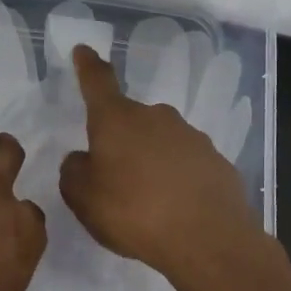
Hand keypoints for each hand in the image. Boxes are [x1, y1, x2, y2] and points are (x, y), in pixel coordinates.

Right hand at [59, 44, 262, 287]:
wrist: (208, 239)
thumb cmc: (133, 211)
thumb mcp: (83, 198)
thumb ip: (74, 171)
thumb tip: (83, 158)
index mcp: (117, 119)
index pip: (98, 81)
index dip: (88, 66)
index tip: (84, 50)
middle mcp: (155, 117)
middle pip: (130, 119)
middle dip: (119, 138)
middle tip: (112, 173)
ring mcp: (190, 136)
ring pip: (159, 141)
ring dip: (149, 159)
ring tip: (145, 198)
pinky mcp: (216, 161)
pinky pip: (185, 164)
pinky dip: (176, 177)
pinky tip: (175, 207)